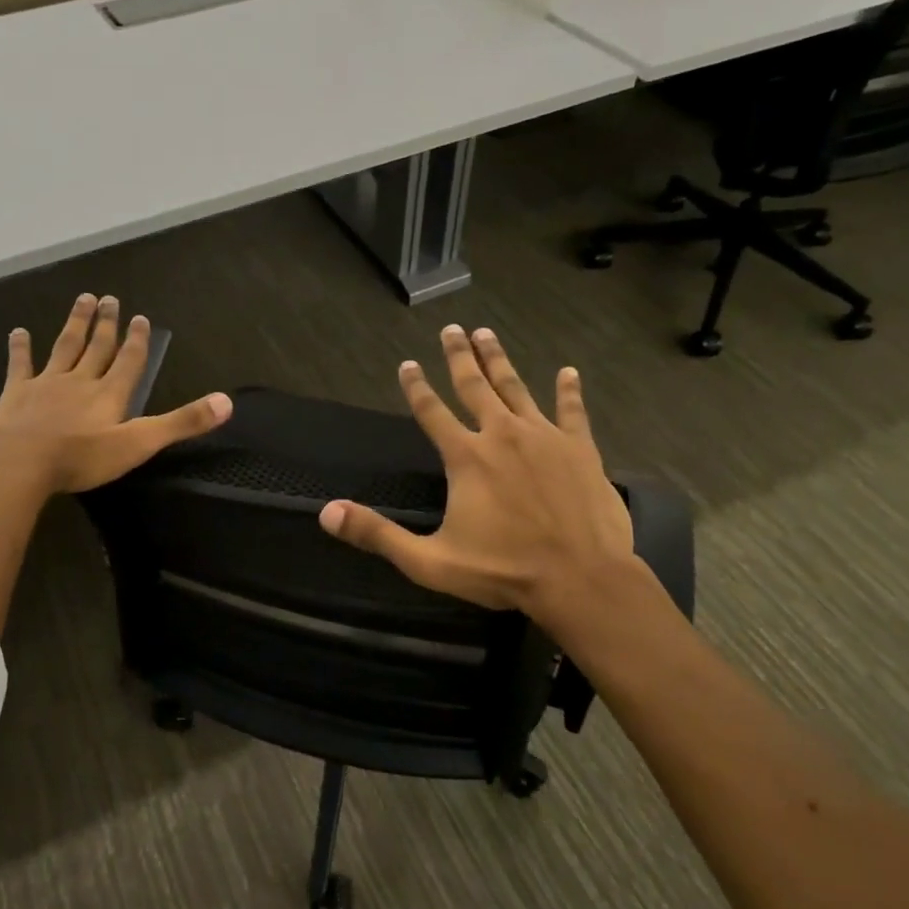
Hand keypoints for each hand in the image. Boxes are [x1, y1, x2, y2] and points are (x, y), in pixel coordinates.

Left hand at [0, 293, 232, 493]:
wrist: (20, 461)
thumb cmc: (82, 456)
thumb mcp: (139, 443)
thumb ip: (181, 423)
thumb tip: (227, 402)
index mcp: (110, 394)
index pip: (129, 361)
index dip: (137, 340)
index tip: (140, 317)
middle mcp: (81, 381)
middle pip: (97, 347)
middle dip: (107, 324)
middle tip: (110, 298)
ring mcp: (46, 384)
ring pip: (64, 347)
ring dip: (75, 324)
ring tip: (83, 300)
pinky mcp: (17, 394)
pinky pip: (21, 365)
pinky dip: (20, 348)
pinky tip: (18, 332)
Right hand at [318, 326, 647, 633]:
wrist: (582, 579)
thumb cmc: (503, 571)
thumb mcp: (430, 561)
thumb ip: (378, 535)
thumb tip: (327, 513)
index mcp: (466, 457)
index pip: (432, 412)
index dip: (416, 387)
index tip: (407, 363)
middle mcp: (502, 435)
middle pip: (475, 386)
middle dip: (460, 356)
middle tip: (452, 329)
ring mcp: (545, 437)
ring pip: (516, 388)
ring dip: (499, 360)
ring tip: (488, 334)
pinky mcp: (581, 449)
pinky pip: (572, 411)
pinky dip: (569, 391)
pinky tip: (568, 372)